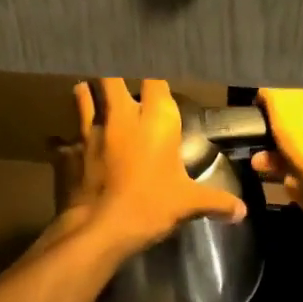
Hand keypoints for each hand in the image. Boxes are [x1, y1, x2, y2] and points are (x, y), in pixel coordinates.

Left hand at [54, 79, 244, 256]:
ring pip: (82, 96)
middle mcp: (121, 116)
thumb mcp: (189, 204)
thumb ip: (216, 202)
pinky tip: (62, 145)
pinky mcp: (66, 152)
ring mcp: (88, 131)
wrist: (100, 229)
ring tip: (87, 92)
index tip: (154, 72)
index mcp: (155, 120)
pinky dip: (62, 141)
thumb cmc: (151, 207)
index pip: (155, 78)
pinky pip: (60, 140)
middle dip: (112, 74)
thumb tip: (242, 212)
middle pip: (110, 76)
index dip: (153, 71)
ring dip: (85, 93)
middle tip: (116, 79)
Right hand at [253, 89, 302, 237]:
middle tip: (273, 144)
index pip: (268, 92)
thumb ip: (279, 169)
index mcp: (295, 120)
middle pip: (290, 98)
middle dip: (280, 116)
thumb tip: (263, 158)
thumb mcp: (300, 192)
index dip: (258, 107)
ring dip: (302, 123)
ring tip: (296, 152)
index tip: (253, 129)